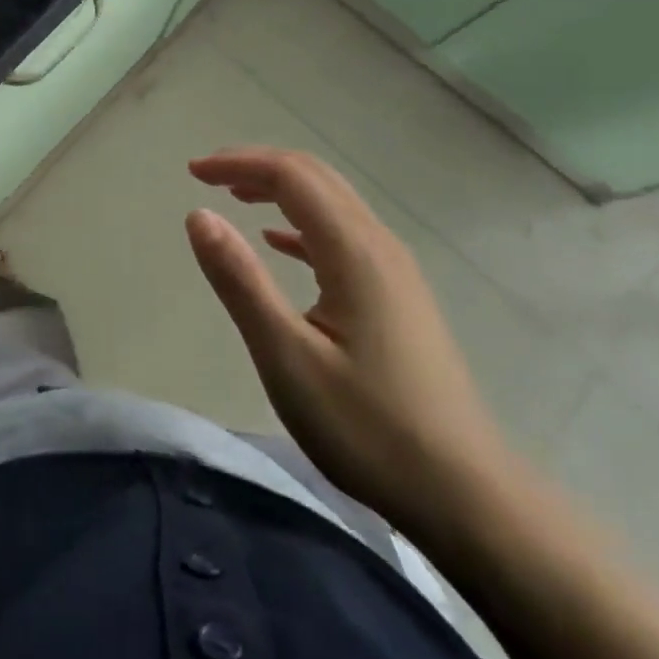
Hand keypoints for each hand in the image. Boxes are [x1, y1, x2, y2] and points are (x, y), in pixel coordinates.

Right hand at [185, 146, 509, 535]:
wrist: (467, 495)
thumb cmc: (368, 428)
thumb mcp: (287, 357)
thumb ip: (241, 280)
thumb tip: (199, 215)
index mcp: (354, 250)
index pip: (291, 175)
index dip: (239, 162)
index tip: (192, 172)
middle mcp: (379, 244)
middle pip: (315, 177)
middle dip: (258, 166)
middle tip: (207, 176)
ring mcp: (394, 270)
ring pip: (332, 203)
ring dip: (281, 190)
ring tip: (235, 198)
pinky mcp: (398, 295)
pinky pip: (343, 235)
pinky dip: (302, 224)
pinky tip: (279, 244)